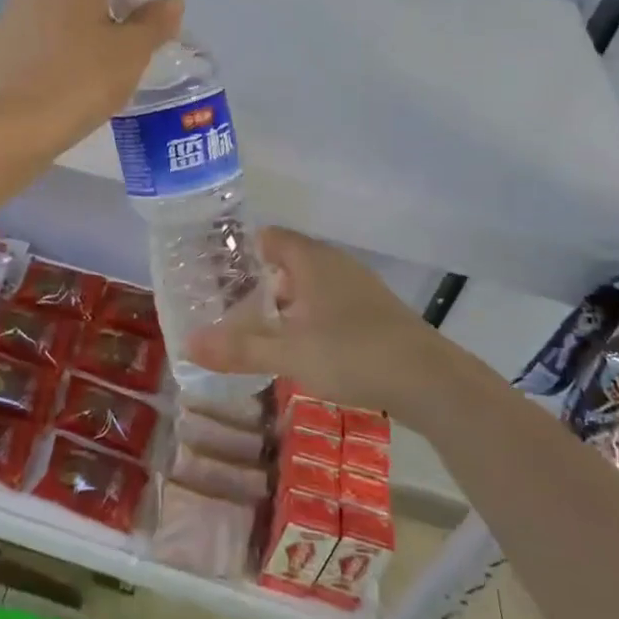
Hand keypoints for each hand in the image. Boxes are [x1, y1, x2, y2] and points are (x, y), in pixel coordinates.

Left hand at [0, 0, 183, 144]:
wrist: (16, 123)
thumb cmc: (82, 81)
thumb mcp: (131, 52)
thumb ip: (155, 21)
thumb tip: (169, 0)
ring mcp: (16, 1)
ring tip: (105, 15)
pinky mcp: (2, 31)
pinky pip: (37, 4)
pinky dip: (60, 8)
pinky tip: (73, 40)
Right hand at [185, 227, 442, 415]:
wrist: (430, 381)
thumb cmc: (353, 353)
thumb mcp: (288, 354)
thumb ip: (238, 349)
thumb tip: (187, 344)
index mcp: (312, 260)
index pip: (268, 237)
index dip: (240, 250)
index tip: (212, 271)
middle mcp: (335, 264)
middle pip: (286, 261)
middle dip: (257, 282)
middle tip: (224, 305)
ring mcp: (358, 288)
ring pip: (309, 285)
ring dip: (283, 303)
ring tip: (255, 329)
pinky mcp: (374, 313)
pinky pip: (328, 304)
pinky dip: (307, 317)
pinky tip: (299, 346)